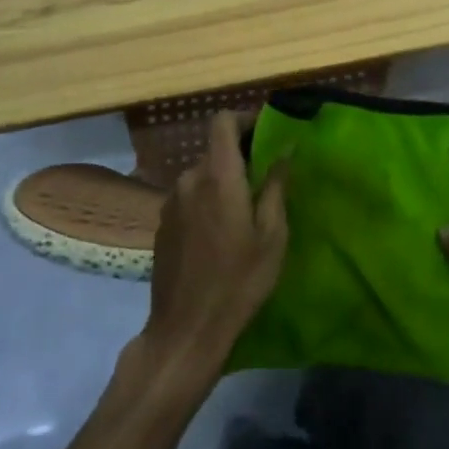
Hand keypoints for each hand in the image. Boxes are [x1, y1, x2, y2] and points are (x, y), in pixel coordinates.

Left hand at [132, 112, 287, 391]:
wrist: (186, 329)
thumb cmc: (239, 281)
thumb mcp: (272, 235)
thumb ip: (276, 186)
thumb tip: (285, 149)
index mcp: (218, 177)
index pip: (222, 122)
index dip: (244, 119)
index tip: (266, 133)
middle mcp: (189, 180)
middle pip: (214, 150)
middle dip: (240, 156)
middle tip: (267, 179)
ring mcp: (171, 202)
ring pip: (202, 176)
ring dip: (224, 181)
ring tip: (246, 210)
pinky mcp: (163, 224)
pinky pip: (190, 197)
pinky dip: (207, 200)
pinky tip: (220, 233)